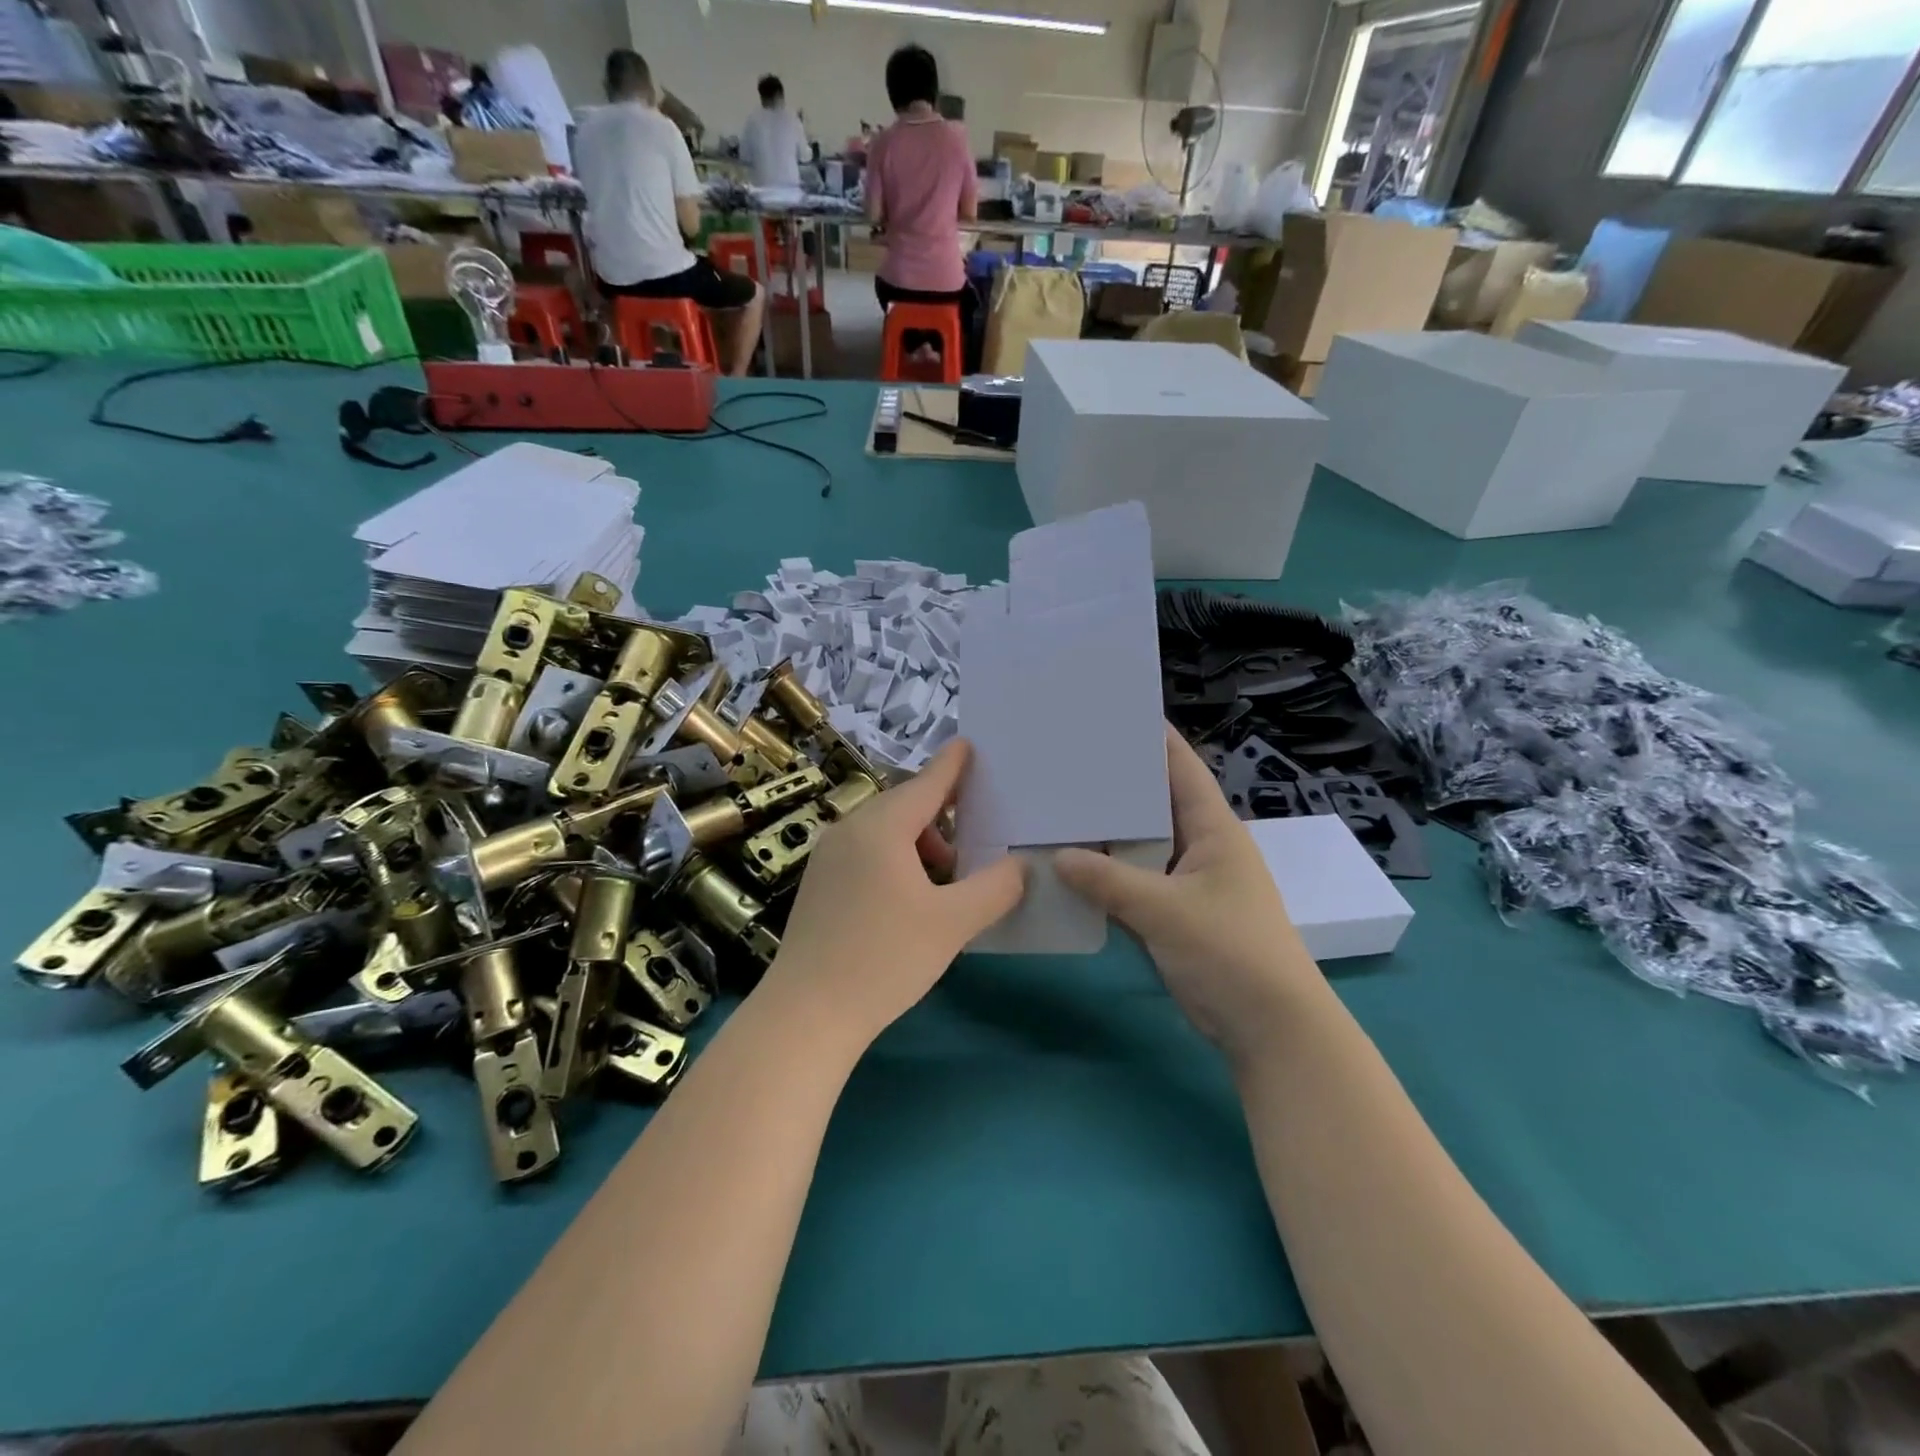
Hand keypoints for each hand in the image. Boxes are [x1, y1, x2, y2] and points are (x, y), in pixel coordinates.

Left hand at [762, 740, 1024, 1049]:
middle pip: (905, 806)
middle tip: (976, 838)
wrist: (806, 1014)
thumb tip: (1021, 865)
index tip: (970, 744)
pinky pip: (865, 852)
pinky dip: (895, 859)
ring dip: (920, 844)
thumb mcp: (953, 923)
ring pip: (884, 832)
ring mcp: (827, 856)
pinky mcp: (818, 883)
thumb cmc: (884, 959)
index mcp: (881, 827)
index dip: (952, 764)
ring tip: (945, 881)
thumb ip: (996, 888)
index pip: (926, 782)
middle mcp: (849, 829)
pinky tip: (910, 899)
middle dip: (943, 816)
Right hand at [1055, 726, 1323, 1058]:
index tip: (1109, 710)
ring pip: (1139, 845)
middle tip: (1063, 759)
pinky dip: (1106, 874)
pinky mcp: (1172, 914)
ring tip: (1056, 805)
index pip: (1180, 767)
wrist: (1269, 1029)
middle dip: (1114, 784)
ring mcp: (1186, 882)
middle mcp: (1200, 846)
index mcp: (1213, 829)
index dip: (1151, 736)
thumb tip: (1058, 856)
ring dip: (1105, 833)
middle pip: (1153, 804)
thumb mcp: (1167, 911)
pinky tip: (1069, 865)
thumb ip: (1110, 881)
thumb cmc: (1231, 952)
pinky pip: (1133, 882)